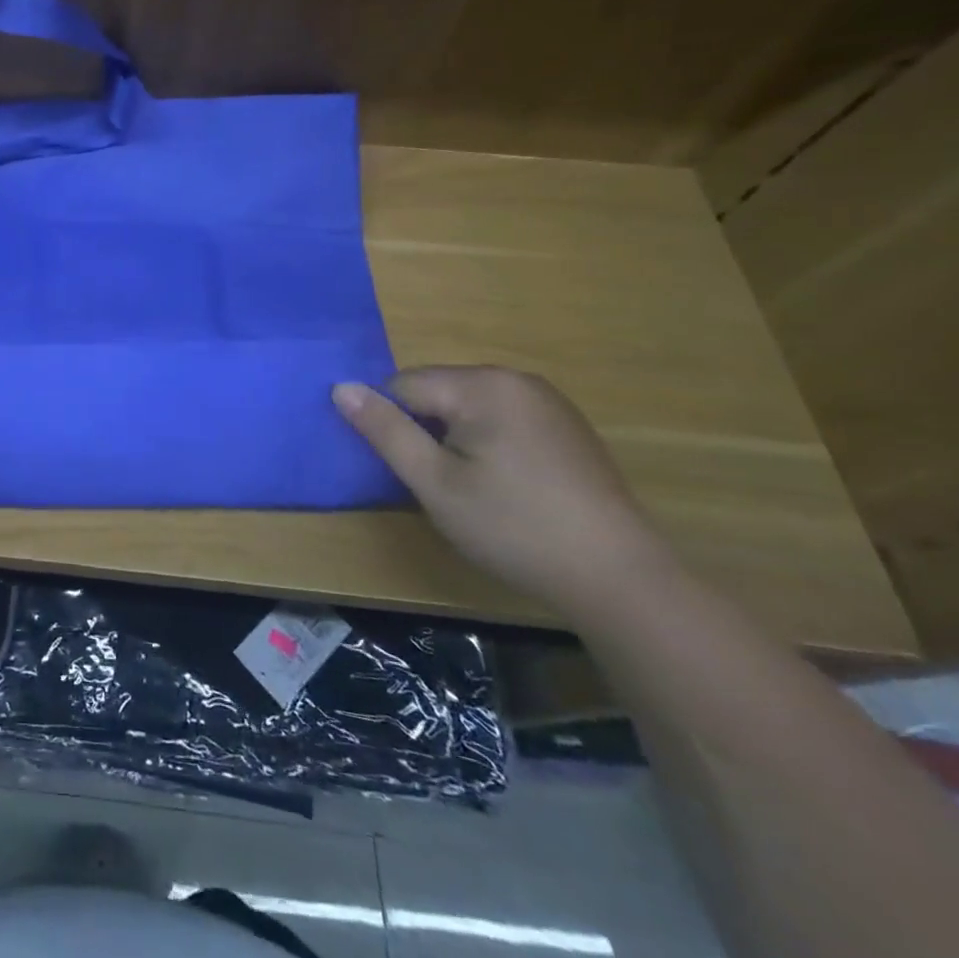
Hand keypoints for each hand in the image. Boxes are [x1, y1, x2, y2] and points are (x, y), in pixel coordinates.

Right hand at [334, 366, 673, 615]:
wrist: (619, 578)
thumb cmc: (513, 527)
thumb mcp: (434, 482)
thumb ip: (384, 430)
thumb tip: (340, 387)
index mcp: (482, 385)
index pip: (403, 386)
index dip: (392, 427)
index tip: (406, 471)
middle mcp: (516, 379)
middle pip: (437, 392)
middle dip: (424, 431)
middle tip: (437, 484)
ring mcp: (547, 402)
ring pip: (468, 407)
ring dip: (454, 438)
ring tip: (469, 488)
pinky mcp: (566, 427)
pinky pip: (501, 419)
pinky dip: (486, 443)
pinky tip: (504, 486)